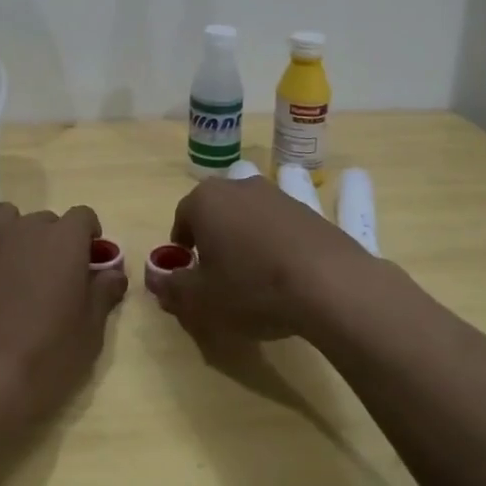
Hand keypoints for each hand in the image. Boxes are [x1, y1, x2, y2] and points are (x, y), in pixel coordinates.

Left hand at [0, 202, 126, 420]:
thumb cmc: (45, 355)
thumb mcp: (89, 332)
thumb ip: (103, 294)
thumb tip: (114, 274)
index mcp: (64, 240)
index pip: (83, 216)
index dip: (88, 234)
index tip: (89, 259)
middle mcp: (26, 229)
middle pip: (45, 219)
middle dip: (52, 239)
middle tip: (52, 275)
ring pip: (5, 218)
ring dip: (14, 233)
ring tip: (14, 266)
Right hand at [147, 177, 370, 340]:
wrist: (330, 284)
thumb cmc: (252, 288)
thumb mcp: (201, 299)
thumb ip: (171, 287)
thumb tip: (155, 278)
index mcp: (206, 199)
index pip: (182, 218)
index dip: (182, 249)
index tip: (191, 275)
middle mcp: (239, 186)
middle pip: (216, 213)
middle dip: (213, 241)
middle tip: (219, 278)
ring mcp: (277, 194)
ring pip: (247, 218)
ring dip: (244, 242)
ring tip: (254, 280)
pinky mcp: (307, 210)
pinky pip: (278, 226)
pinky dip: (274, 246)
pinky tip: (284, 277)